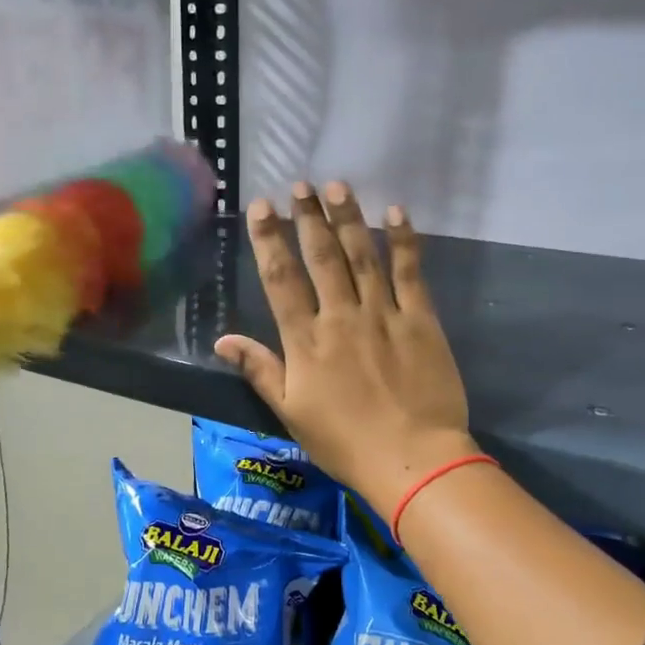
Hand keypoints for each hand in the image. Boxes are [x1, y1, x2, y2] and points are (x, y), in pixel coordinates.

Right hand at [214, 183, 473, 514]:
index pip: (281, 279)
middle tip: (300, 185)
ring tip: (337, 185)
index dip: (269, 240)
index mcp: (306, 341)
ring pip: (363, 256)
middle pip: (322, 257)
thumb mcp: (291, 412)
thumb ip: (260, 370)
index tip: (262, 207)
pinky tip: (396, 213)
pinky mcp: (421, 320)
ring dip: (348, 218)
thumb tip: (222, 340)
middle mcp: (341, 317)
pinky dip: (403, 242)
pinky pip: (410, 273)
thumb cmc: (344, 442)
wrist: (412, 460)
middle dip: (308, 217)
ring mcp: (383, 315)